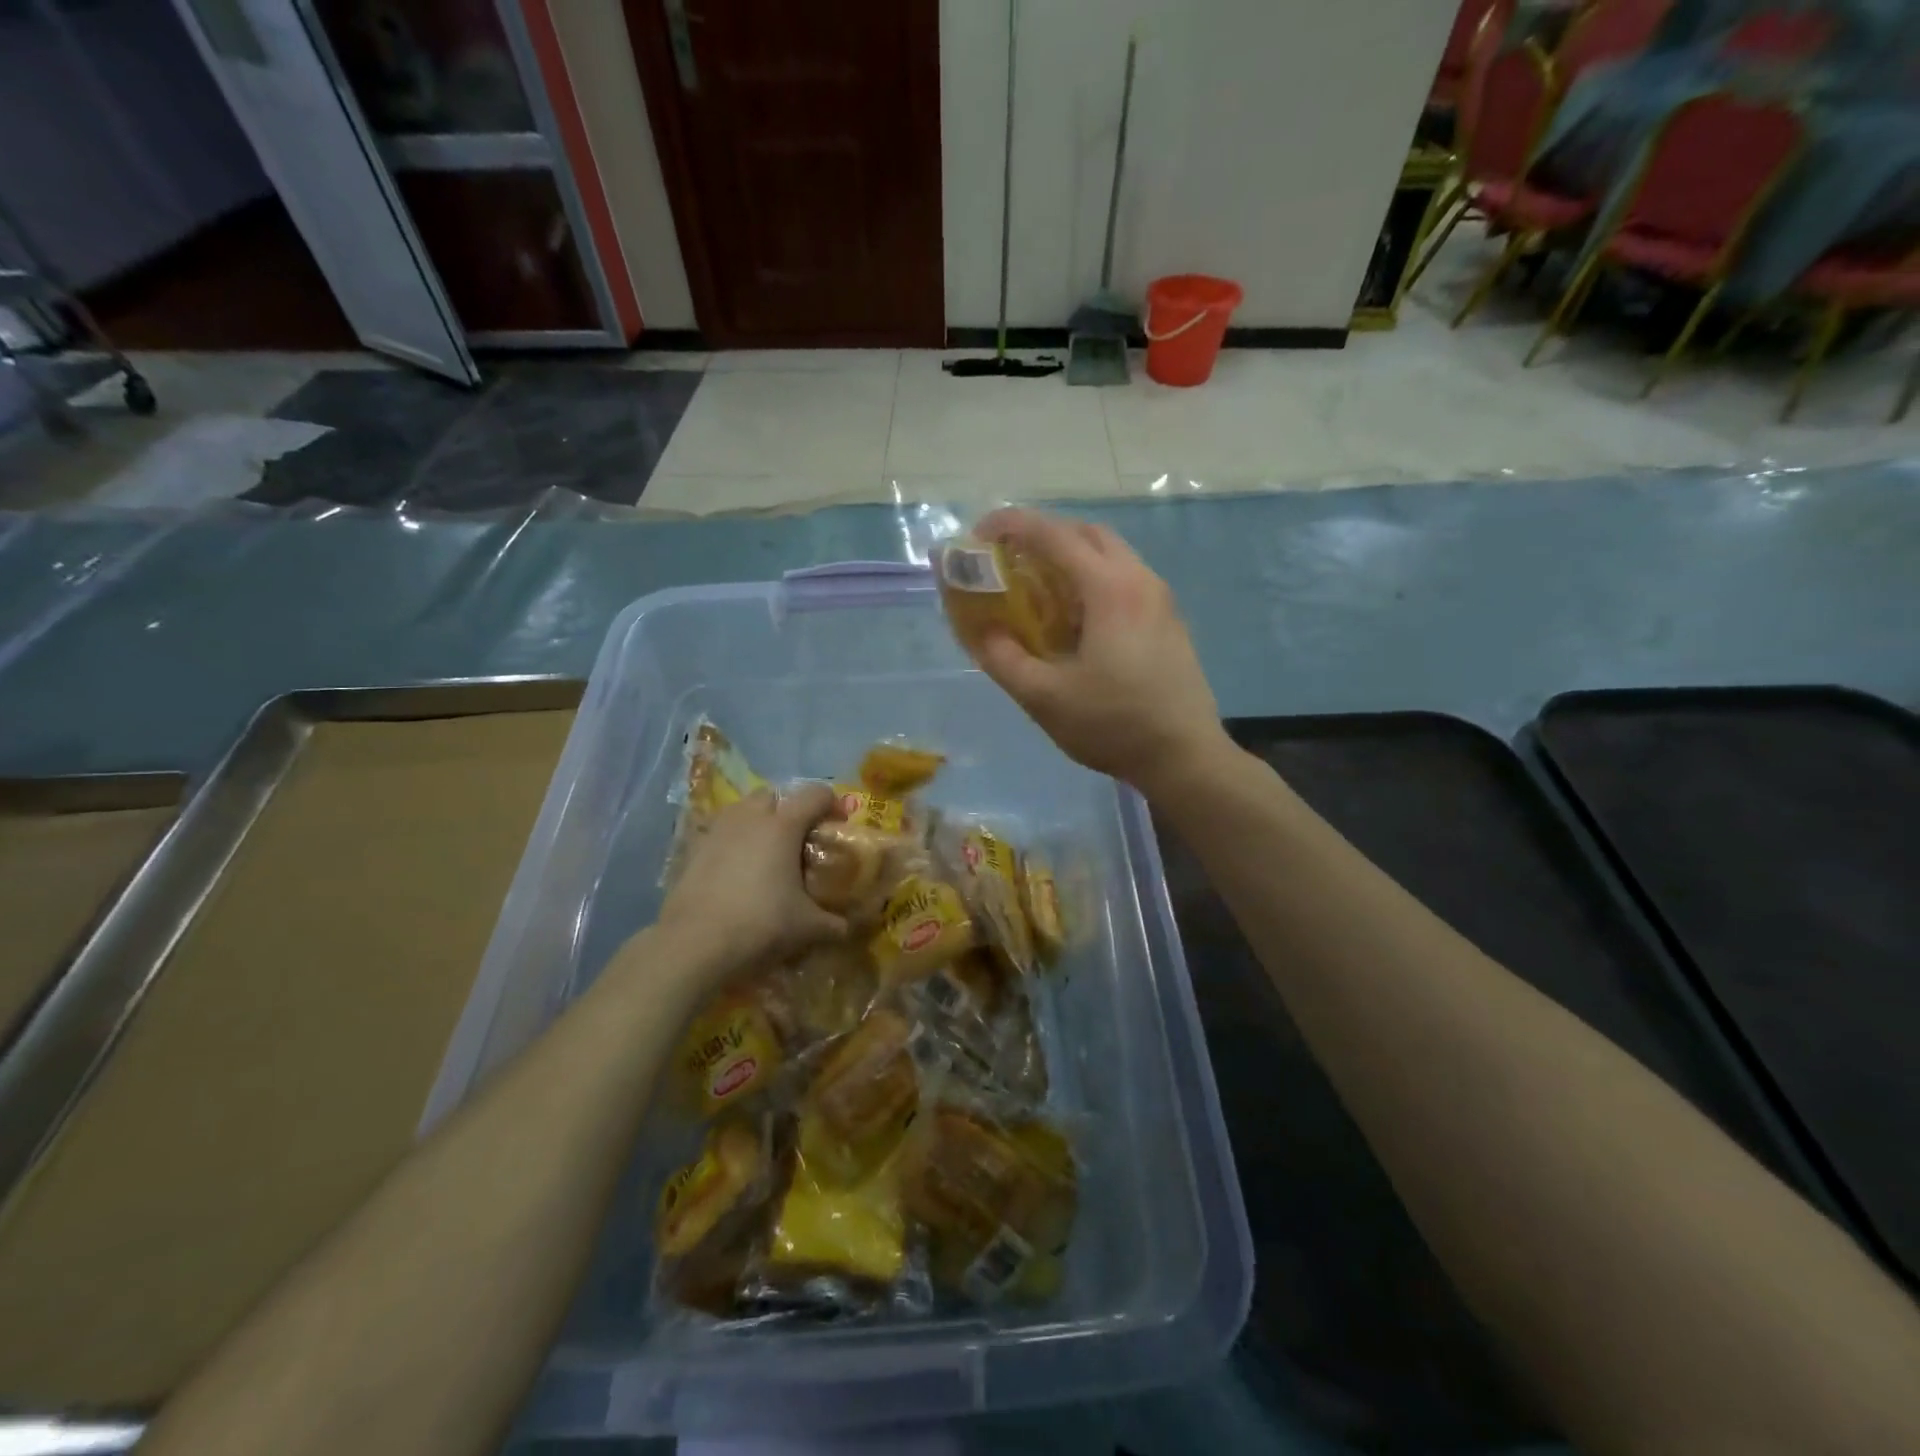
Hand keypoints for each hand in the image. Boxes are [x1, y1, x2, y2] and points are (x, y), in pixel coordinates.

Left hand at [659, 784, 846, 979]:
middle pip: (773, 795)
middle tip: (797, 839)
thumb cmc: (761, 924)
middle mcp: (750, 818)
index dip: (832, 804)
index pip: (815, 795)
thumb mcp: (807, 927)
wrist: (695, 944)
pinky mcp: (692, 849)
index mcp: (783, 826)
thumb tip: (846, 928)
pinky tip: (735, 871)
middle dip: (787, 809)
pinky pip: (718, 834)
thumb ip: (832, 923)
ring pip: (741, 811)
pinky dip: (730, 844)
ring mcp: (717, 831)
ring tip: (764, 853)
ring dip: (756, 822)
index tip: (838, 824)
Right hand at [970, 509, 1230, 796]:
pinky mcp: (1169, 620)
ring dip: (1071, 557)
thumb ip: (1004, 659)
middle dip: (1043, 536)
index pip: (1053, 535)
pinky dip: (1093, 579)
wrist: (1184, 756)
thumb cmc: (1112, 724)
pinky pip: (1125, 578)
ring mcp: (1160, 599)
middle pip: (1086, 533)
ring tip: (1040, 588)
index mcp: (1108, 589)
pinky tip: (1077, 618)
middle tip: (1011, 560)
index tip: (980, 536)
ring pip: (1111, 554)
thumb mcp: (1044, 698)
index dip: (1011, 527)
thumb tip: (982, 631)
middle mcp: (1139, 579)